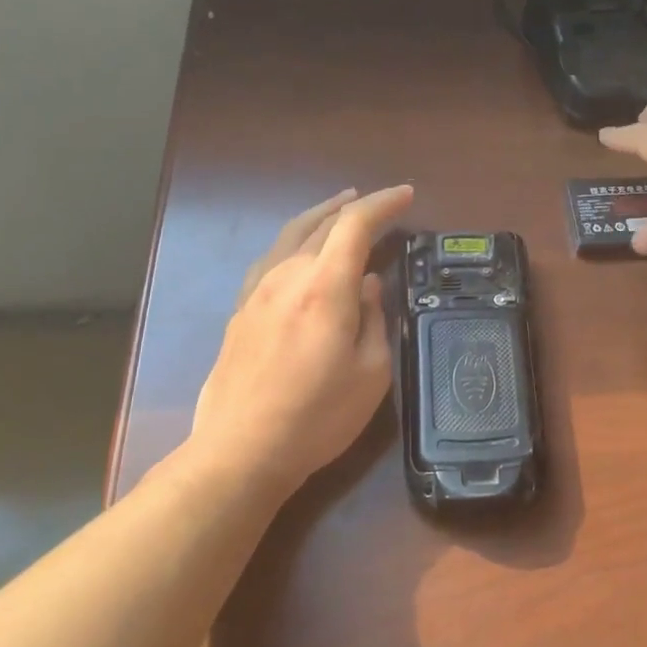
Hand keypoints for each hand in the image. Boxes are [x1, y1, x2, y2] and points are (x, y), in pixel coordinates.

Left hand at [184, 184, 413, 498]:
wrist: (240, 451)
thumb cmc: (316, 417)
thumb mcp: (370, 373)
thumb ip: (372, 318)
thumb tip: (367, 284)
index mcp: (324, 287)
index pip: (355, 225)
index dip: (383, 204)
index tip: (406, 195)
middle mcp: (288, 275)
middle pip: (322, 223)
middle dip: (355, 207)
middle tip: (381, 203)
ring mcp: (258, 290)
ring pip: (291, 234)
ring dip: (321, 216)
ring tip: (340, 208)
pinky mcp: (241, 309)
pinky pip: (271, 257)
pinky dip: (294, 240)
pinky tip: (298, 250)